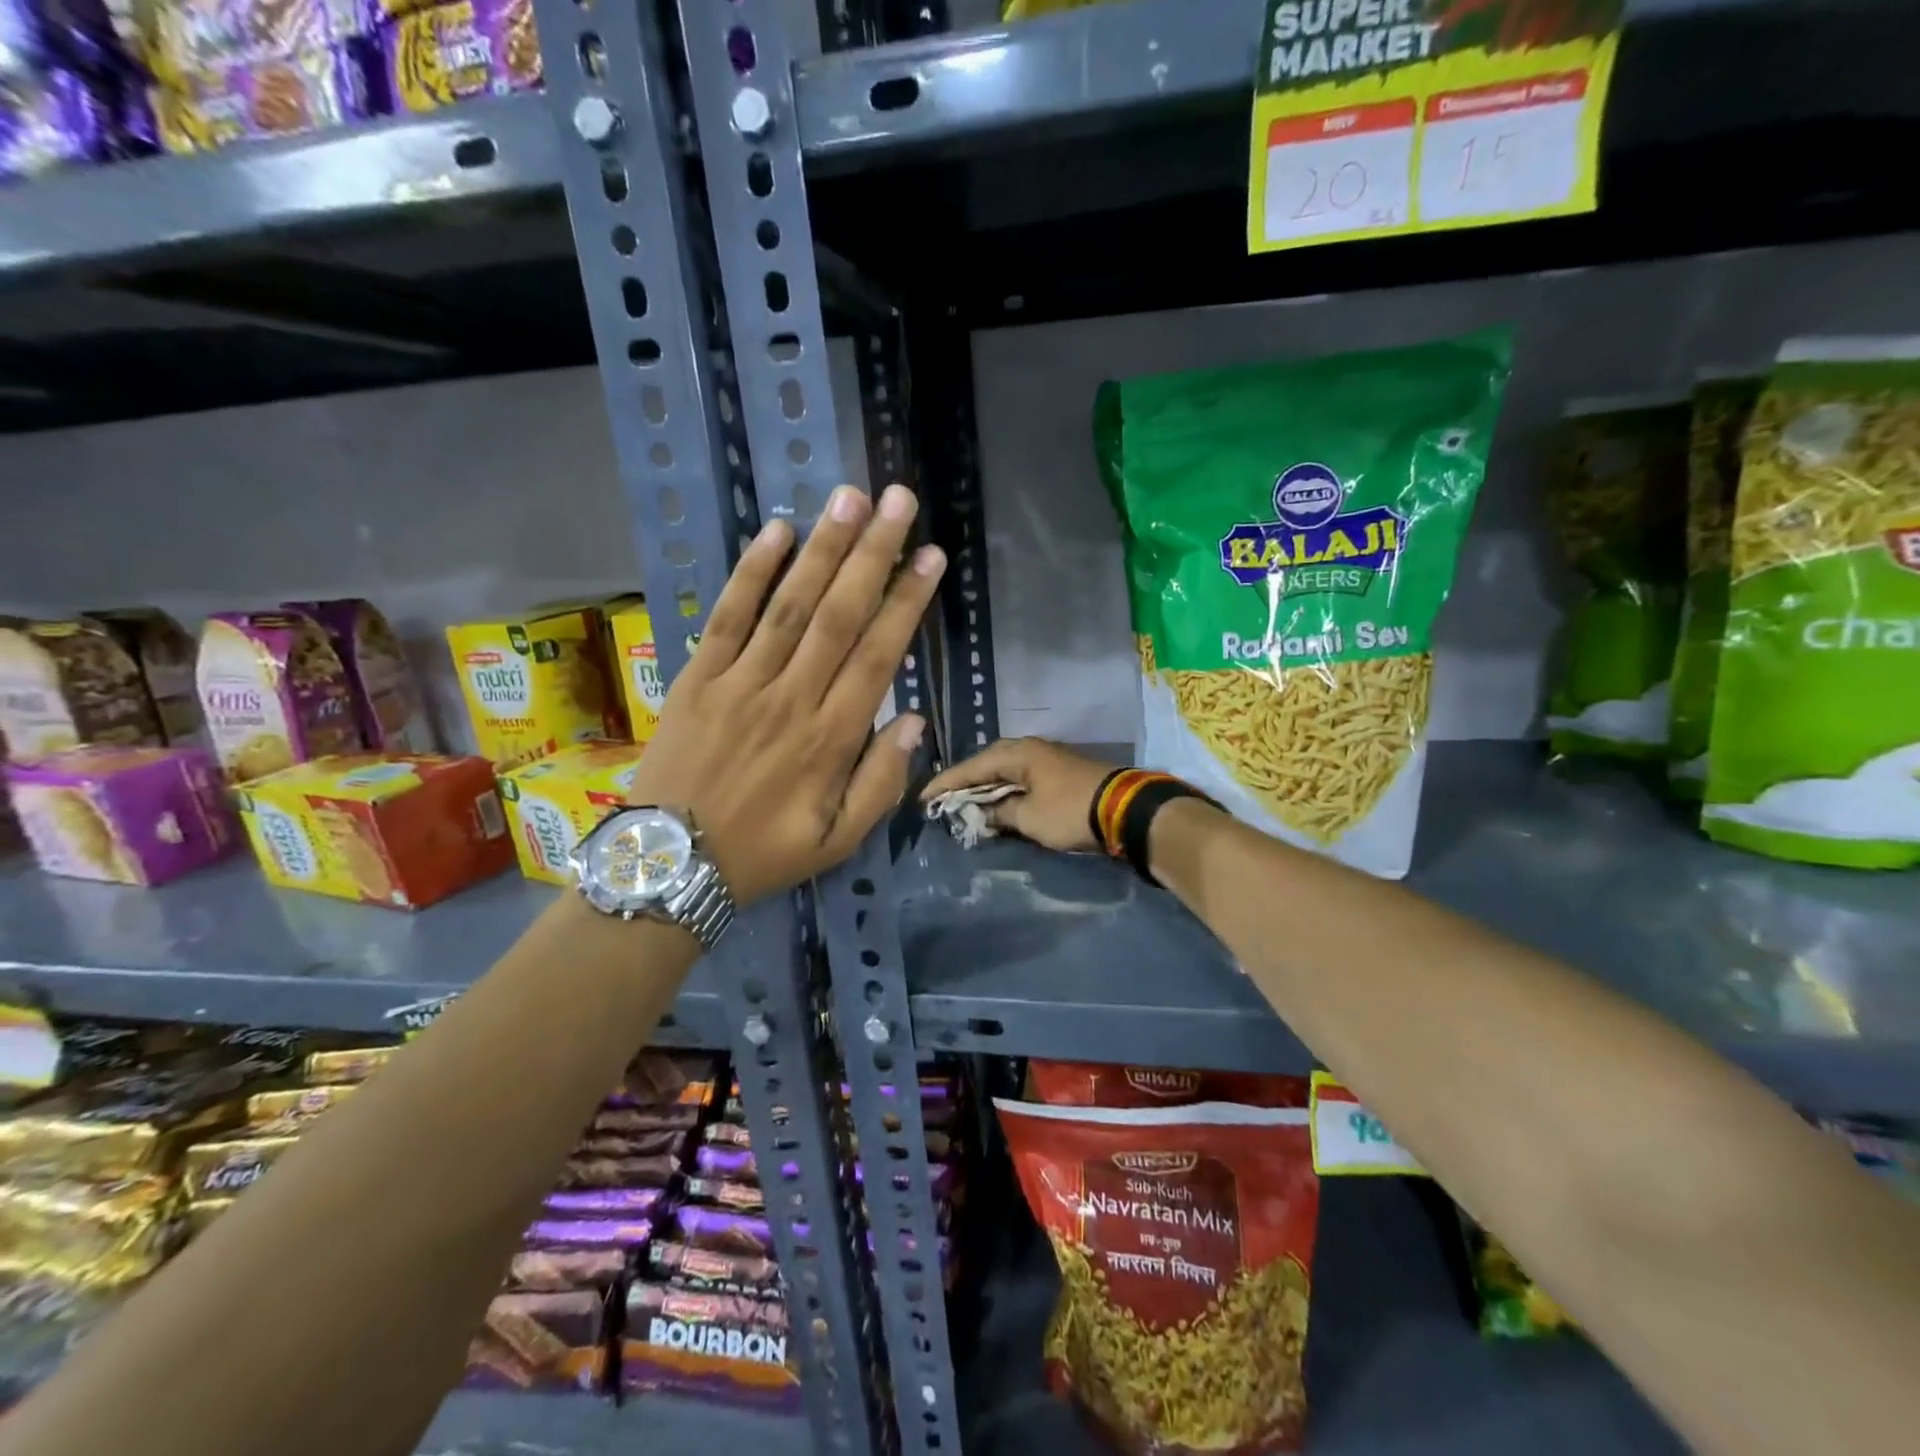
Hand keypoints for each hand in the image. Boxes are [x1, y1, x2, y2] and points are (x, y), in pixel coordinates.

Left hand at [625, 484, 944, 903]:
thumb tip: (913, 720)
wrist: (669, 864)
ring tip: (849, 498)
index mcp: (831, 738)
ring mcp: (740, 683)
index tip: (931, 556)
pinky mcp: (697, 677)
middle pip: (840, 615)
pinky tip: (776, 531)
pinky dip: (750, 572)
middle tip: (898, 500)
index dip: (908, 602)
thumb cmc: (763, 853)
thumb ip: (881, 783)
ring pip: (789, 605)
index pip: (879, 655)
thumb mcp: (838, 842)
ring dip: (823, 549)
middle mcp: (792, 698)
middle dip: (873, 553)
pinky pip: (727, 616)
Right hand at [921, 738, 1117, 853]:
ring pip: (1005, 771)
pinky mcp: (1060, 774)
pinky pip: (1021, 779)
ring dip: (986, 787)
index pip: (971, 767)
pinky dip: (1006, 791)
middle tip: (943, 799)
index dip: (946, 783)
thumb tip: (984, 812)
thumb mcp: (1029, 817)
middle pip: (987, 763)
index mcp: (1018, 753)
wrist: (1126, 810)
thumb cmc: (1071, 810)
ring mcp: (1047, 759)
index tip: (923, 797)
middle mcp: (1030, 749)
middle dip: (965, 782)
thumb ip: (1000, 813)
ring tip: (965, 803)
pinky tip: (998, 803)